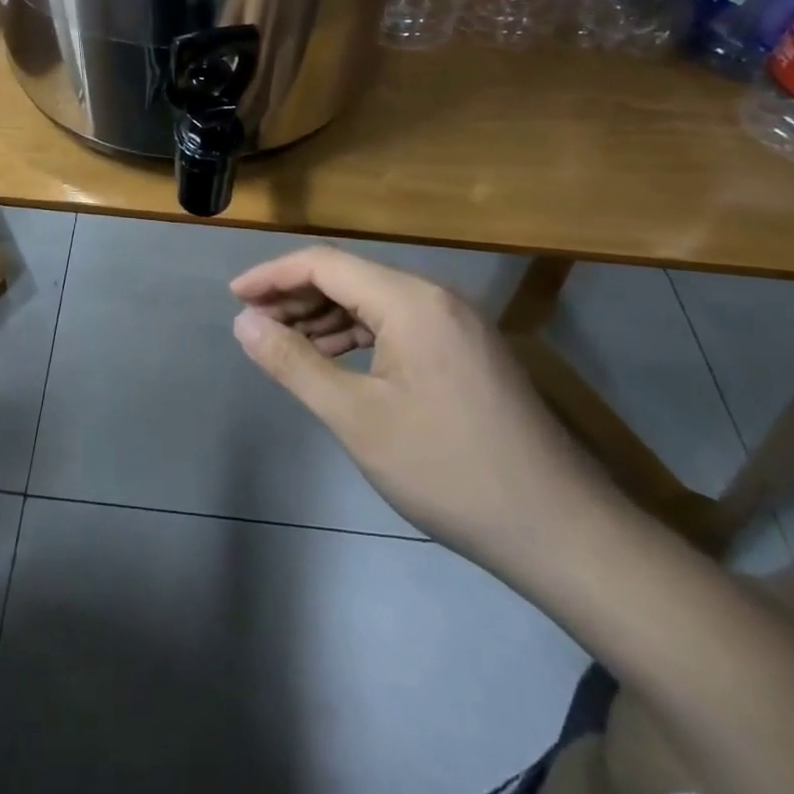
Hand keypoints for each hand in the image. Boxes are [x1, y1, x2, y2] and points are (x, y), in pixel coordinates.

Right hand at [231, 248, 613, 565]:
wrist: (559, 530)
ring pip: (374, 301)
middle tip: (255, 326)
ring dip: (325, 316)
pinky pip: (399, 325)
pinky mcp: (467, 350)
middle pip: (350, 277)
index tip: (233, 298)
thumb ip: (294, 363)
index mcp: (410, 300)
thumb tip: (244, 323)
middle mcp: (435, 297)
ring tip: (285, 344)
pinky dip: (359, 336)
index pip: (325, 263)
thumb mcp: (357, 418)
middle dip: (296, 296)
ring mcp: (457, 323)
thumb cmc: (448, 470)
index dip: (273, 275)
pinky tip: (336, 361)